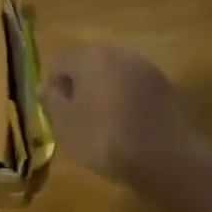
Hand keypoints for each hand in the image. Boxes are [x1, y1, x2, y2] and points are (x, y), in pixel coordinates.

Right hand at [39, 44, 200, 189]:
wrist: (165, 157)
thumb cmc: (104, 138)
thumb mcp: (66, 125)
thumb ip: (51, 101)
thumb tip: (44, 87)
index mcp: (92, 56)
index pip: (61, 63)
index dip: (54, 88)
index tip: (57, 115)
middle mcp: (121, 53)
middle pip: (90, 65)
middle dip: (81, 88)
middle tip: (78, 120)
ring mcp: (147, 69)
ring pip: (115, 77)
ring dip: (106, 94)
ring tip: (104, 125)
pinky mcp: (167, 87)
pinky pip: (137, 90)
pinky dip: (128, 103)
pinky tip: (128, 128)